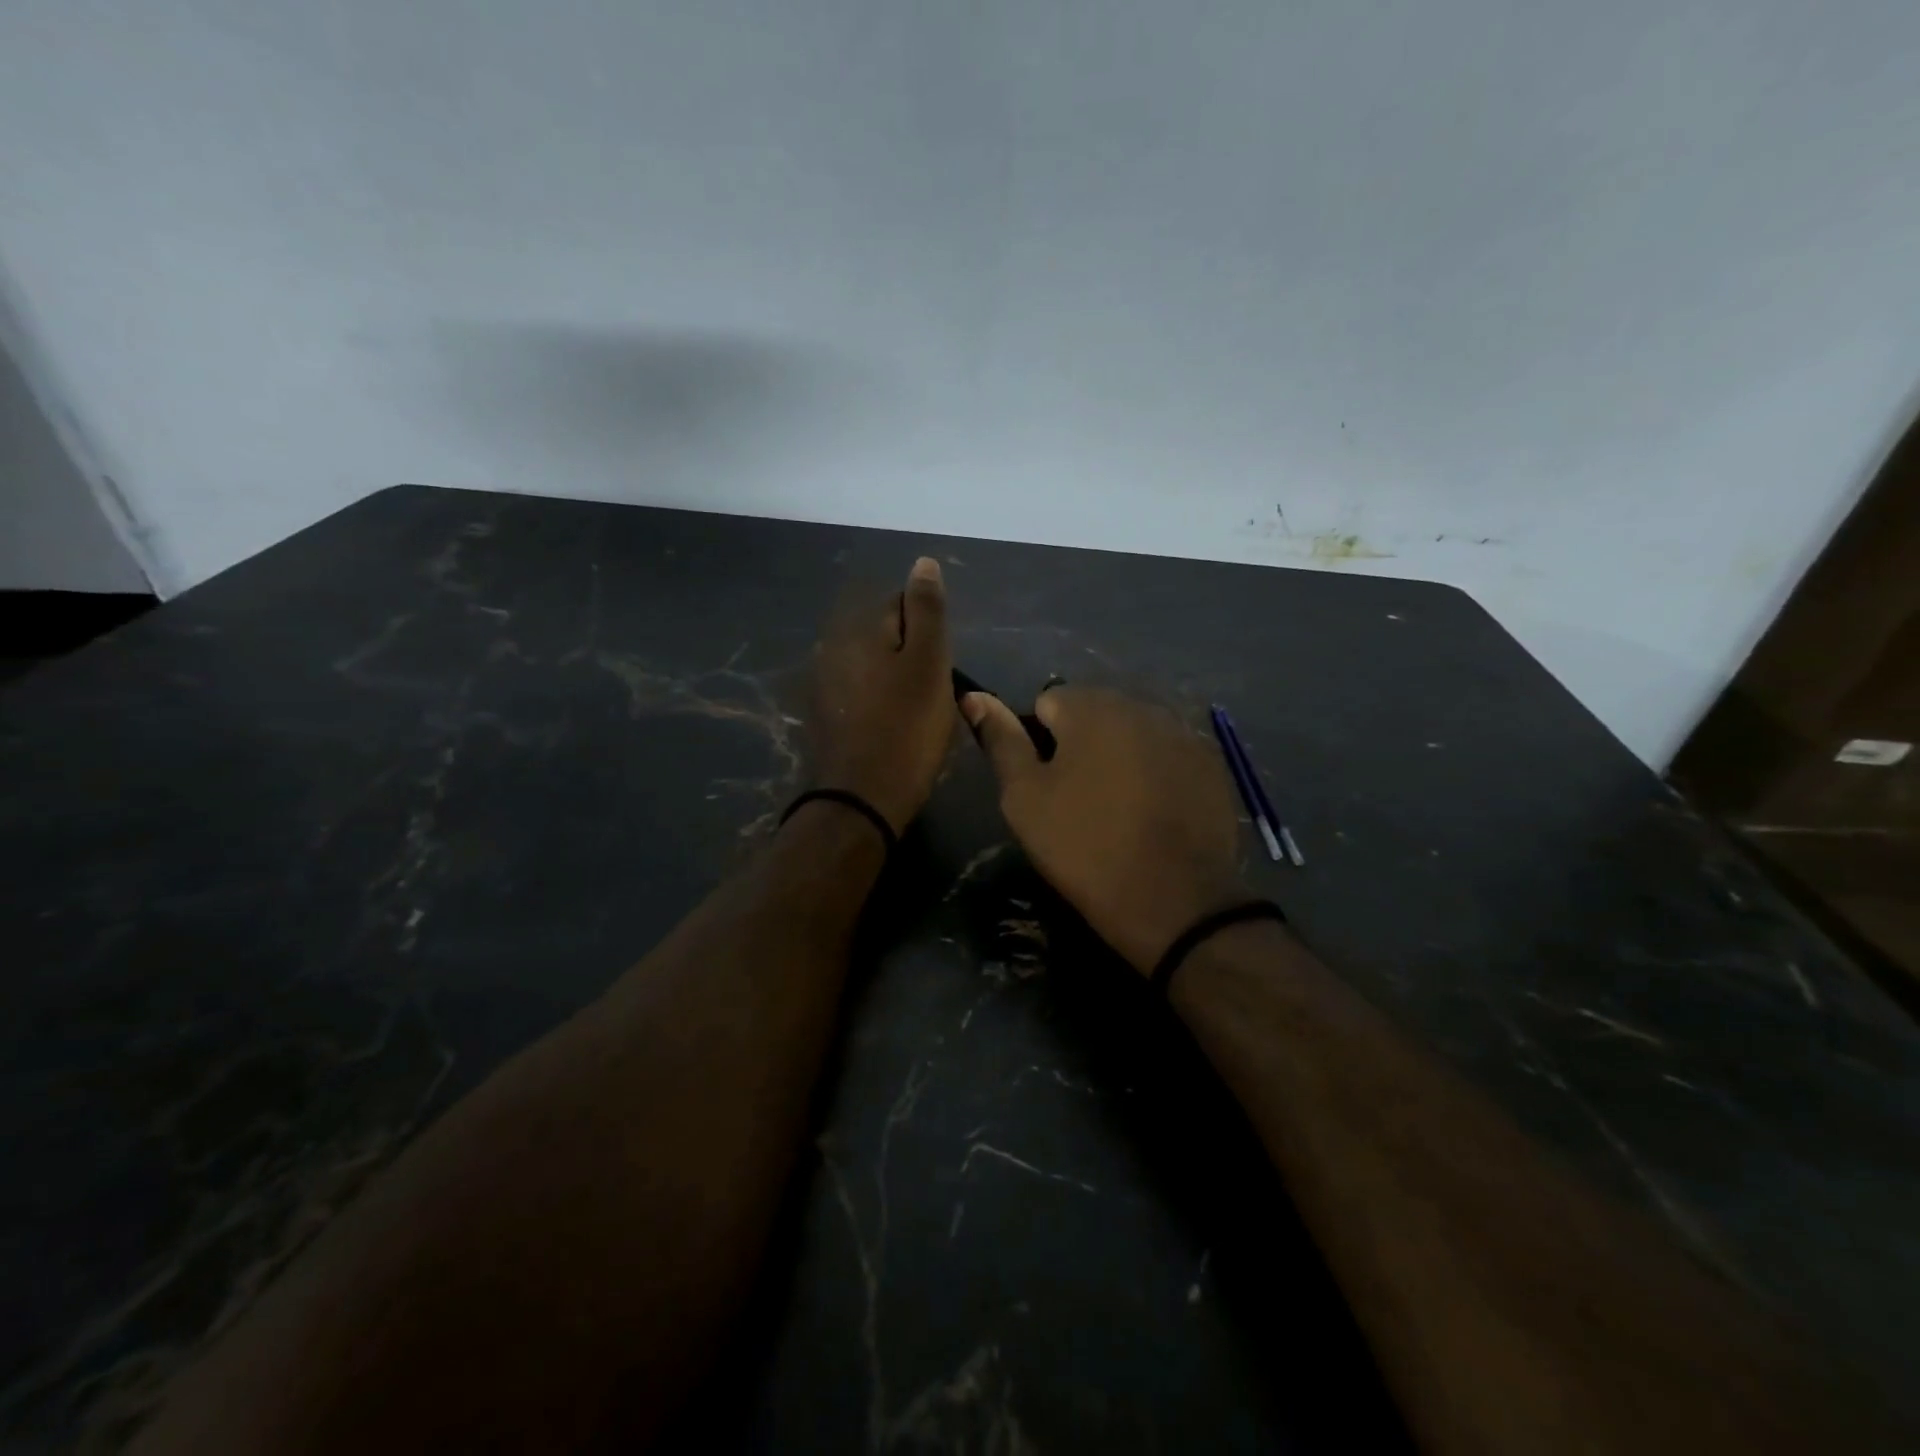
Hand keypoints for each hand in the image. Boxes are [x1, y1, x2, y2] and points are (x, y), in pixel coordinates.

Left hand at [809, 558, 955, 833]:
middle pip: (886, 636)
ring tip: (916, 715)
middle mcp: (833, 646)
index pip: (902, 604)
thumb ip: (926, 610)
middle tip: (932, 694)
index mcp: (859, 629)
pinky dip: (878, 703)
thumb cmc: (906, 728)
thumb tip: (923, 562)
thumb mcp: (928, 663)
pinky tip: (891, 728)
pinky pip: (861, 694)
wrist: (861, 798)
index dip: (929, 633)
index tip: (941, 667)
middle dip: (911, 655)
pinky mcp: (823, 715)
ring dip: (895, 680)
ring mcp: (823, 683)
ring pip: (874, 666)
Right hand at [962, 686, 1247, 973]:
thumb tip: (974, 696)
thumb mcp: (1024, 798)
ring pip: (1134, 732)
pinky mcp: (1212, 763)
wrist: (1173, 901)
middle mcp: (1141, 704)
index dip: (1040, 744)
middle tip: (1081, 801)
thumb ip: (1001, 740)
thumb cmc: (1084, 846)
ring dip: (1120, 755)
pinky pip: (1168, 754)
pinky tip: (1156, 813)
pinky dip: (1157, 772)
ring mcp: (1183, 732)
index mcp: (1091, 706)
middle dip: (1083, 744)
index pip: (1049, 703)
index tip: (1048, 787)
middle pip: (1095, 713)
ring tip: (1120, 808)